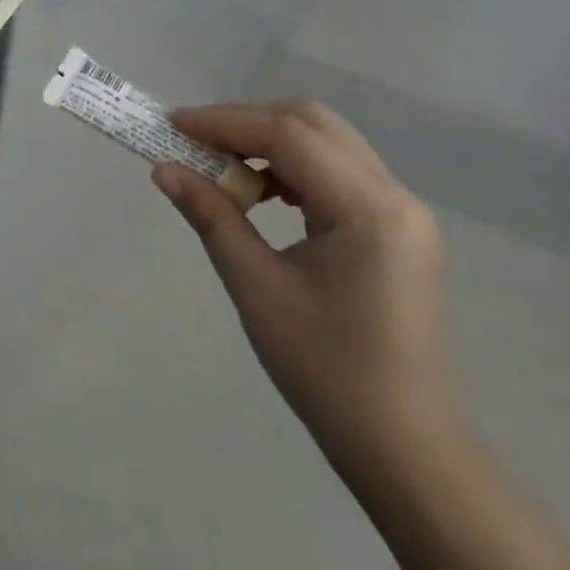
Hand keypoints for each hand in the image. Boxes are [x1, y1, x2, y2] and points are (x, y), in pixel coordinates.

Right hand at [153, 100, 466, 505]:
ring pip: (329, 144)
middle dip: (247, 122)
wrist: (405, 447)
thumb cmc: (326, 370)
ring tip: (221, 168)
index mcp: (368, 209)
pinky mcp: (397, 231)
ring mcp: (403, 213)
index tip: (172, 126)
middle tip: (193, 140)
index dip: (225, 122)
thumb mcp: (257, 288)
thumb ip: (211, 217)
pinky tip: (263, 195)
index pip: (289, 134)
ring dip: (271, 143)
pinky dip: (295, 169)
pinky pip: (341, 174)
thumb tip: (163, 170)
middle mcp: (395, 196)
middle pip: (314, 124)